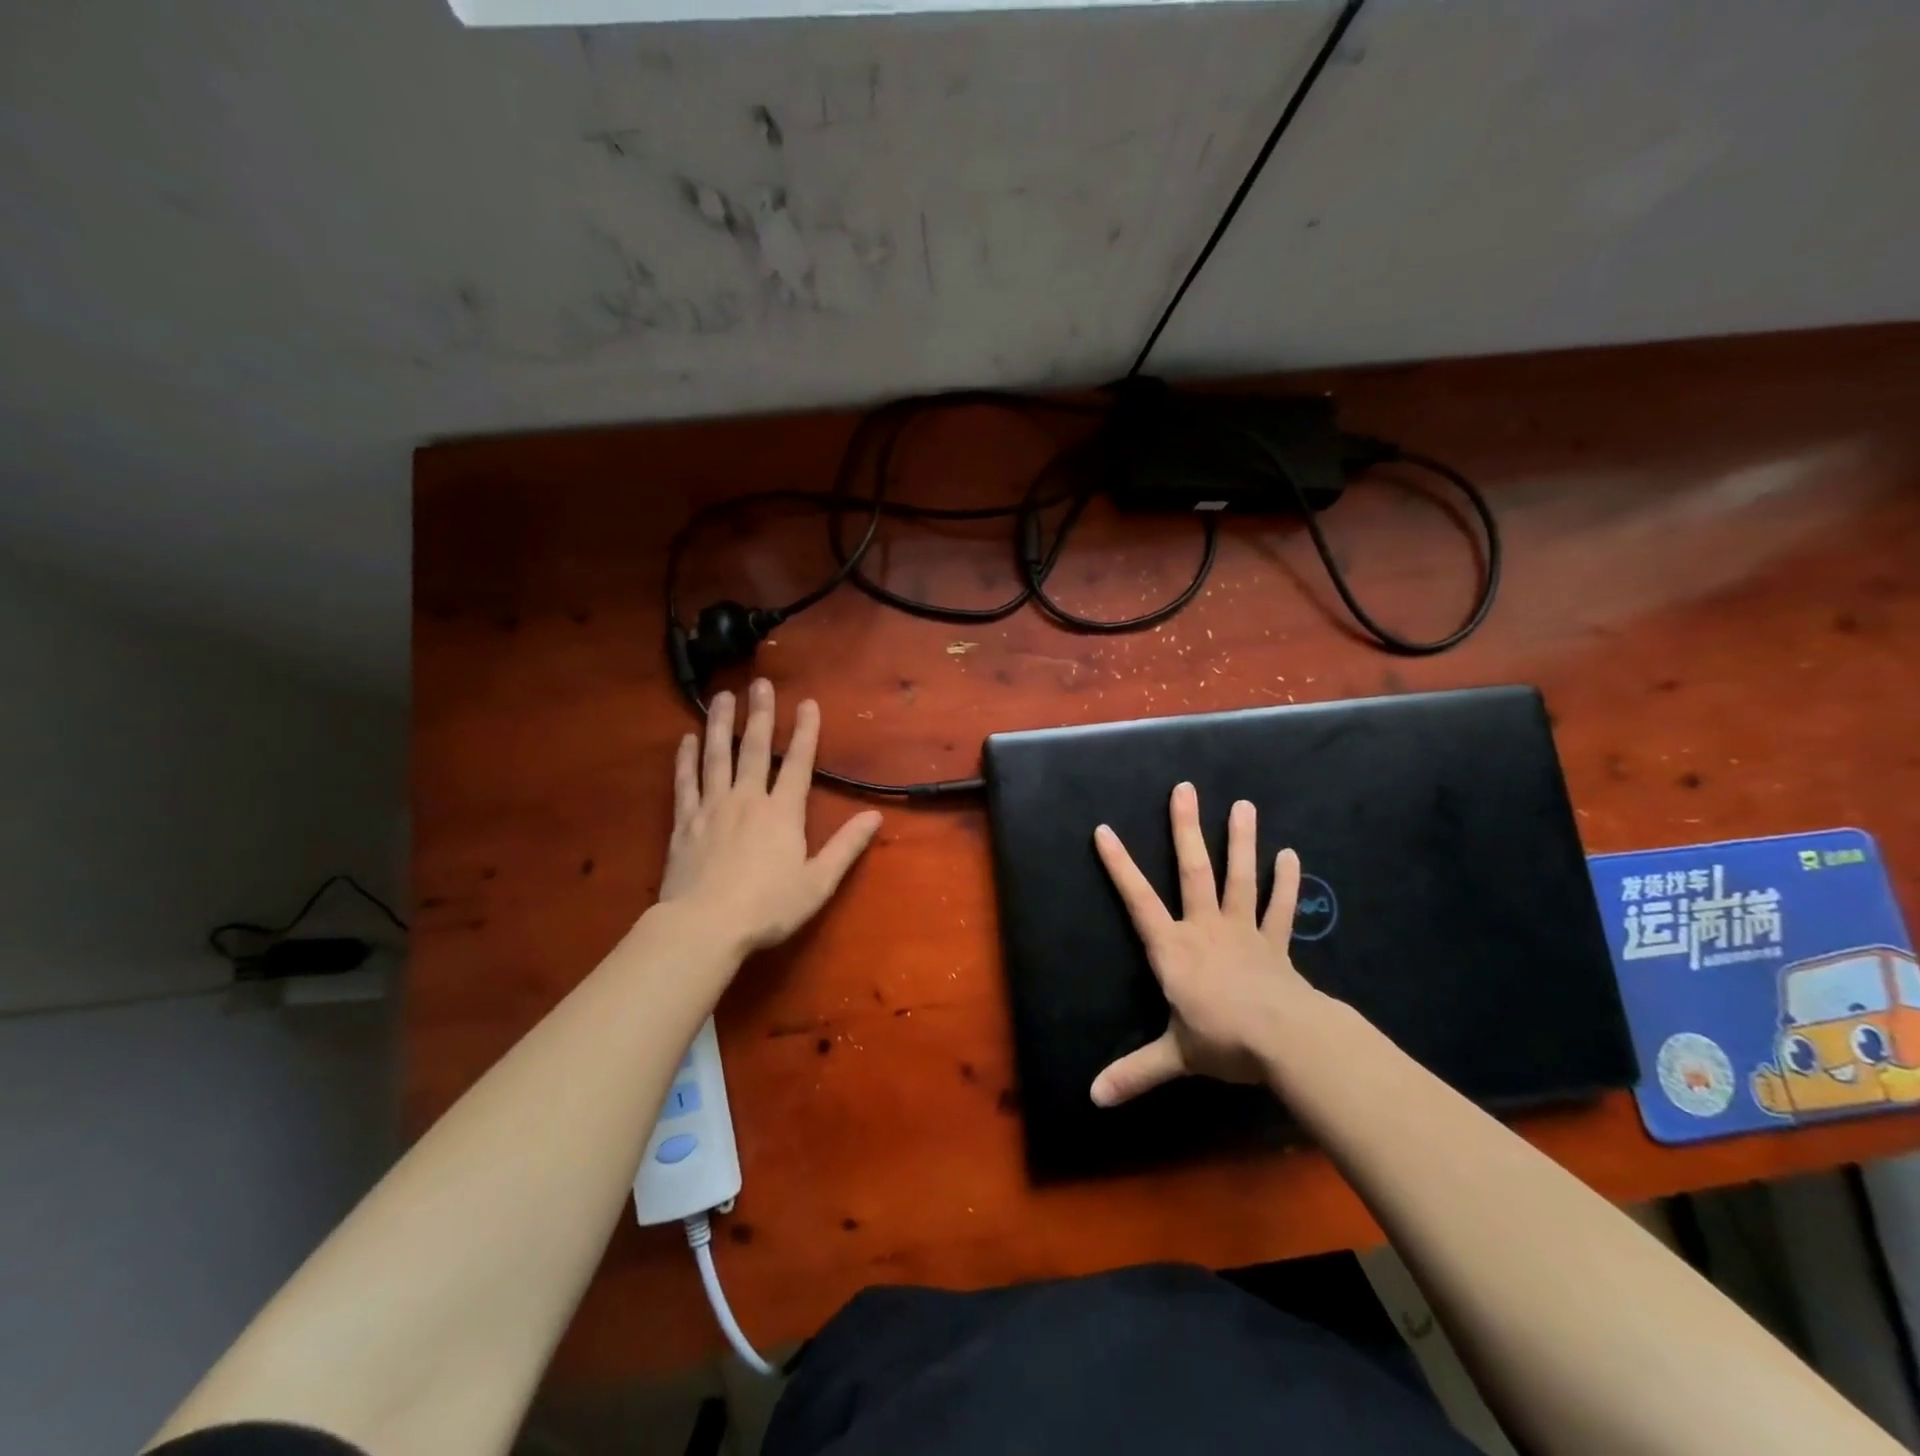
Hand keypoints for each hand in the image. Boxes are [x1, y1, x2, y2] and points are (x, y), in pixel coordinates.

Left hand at [659, 679, 882, 955]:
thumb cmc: (768, 908)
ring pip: (717, 756)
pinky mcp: (684, 822)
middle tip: (759, 683)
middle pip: (755, 749)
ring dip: (721, 724)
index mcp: (782, 812)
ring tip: (722, 697)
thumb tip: (875, 817)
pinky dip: (686, 759)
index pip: (798, 763)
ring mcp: (712, 808)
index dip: (805, 732)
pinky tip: (687, 739)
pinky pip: (685, 782)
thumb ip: (846, 847)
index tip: (807, 702)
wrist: (704, 926)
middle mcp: (747, 799)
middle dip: (760, 714)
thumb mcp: (818, 882)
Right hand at [1090, 782, 1320, 1107]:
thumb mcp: (1173, 1057)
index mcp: (1173, 948)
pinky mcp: (1275, 944)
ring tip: (1244, 805)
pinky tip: (1292, 856)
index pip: (1137, 900)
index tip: (1105, 829)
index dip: (1119, 865)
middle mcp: (1206, 928)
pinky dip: (1286, 883)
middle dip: (1186, 829)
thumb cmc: (1223, 1041)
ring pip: (1239, 878)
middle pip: (1193, 870)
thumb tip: (1092, 1099)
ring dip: (1241, 841)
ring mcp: (1244, 931)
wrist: (1286, 1042)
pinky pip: (1281, 909)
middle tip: (1186, 789)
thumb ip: (1134, 1073)